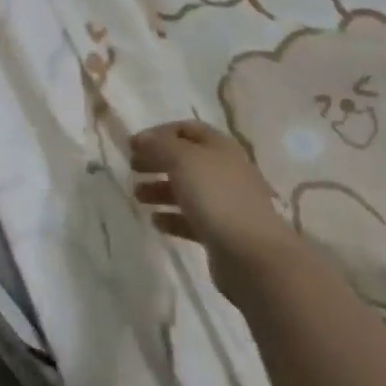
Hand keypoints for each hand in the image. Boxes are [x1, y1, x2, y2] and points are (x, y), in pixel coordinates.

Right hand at [132, 120, 297, 296]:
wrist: (253, 256)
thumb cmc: (216, 196)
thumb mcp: (182, 159)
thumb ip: (159, 145)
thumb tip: (141, 138)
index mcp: (219, 146)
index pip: (186, 129)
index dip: (159, 133)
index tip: (133, 145)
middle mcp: (224, 170)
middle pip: (185, 159)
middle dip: (157, 161)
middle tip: (132, 169)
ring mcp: (224, 203)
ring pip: (186, 190)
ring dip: (159, 190)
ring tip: (137, 197)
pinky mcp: (221, 233)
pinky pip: (191, 219)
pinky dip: (171, 217)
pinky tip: (156, 222)